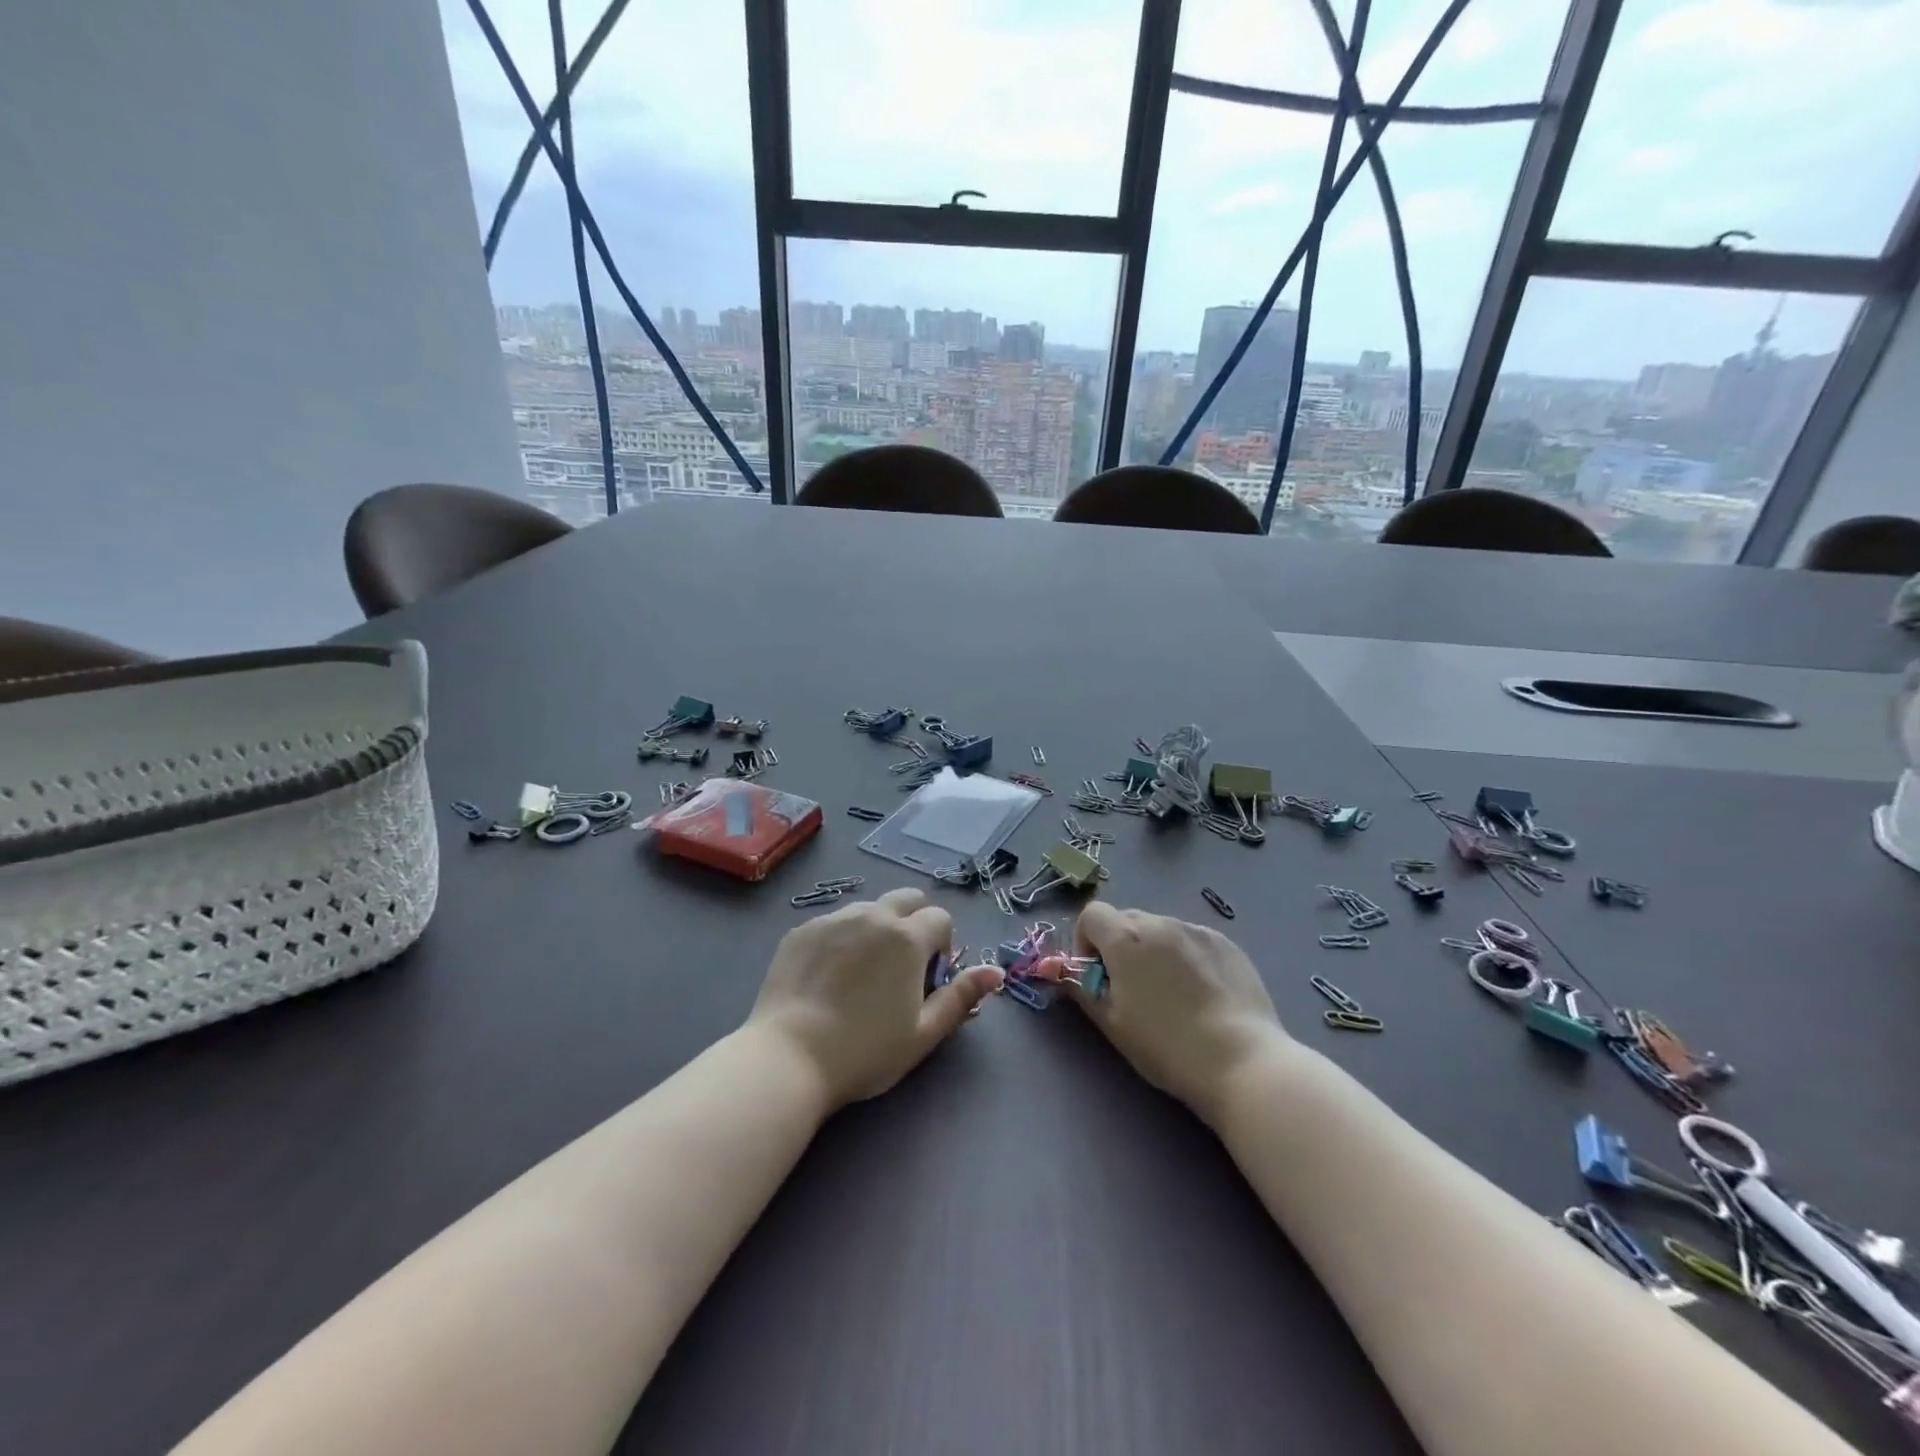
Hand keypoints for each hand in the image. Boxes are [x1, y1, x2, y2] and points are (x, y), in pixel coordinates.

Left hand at [749, 887, 1002, 1109]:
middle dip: (914, 922)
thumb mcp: (923, 1033)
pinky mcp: (801, 930)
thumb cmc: (865, 1051)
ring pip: (868, 909)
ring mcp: (832, 919)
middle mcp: (871, 916)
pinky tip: (828, 977)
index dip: (943, 946)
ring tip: (862, 973)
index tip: (929, 978)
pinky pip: (833, 922)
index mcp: (907, 938)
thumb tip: (996, 972)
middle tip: (902, 967)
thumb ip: (961, 997)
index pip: (940, 918)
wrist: (788, 1058)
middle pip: (906, 898)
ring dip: (877, 929)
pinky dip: (842, 939)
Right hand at [1063, 901, 1289, 1125]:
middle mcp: (1160, 922)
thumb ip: (1082, 988)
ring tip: (1171, 994)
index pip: (1091, 914)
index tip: (1098, 975)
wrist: (1241, 1060)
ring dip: (1154, 950)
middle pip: (1126, 919)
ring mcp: (1197, 930)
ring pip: (1161, 930)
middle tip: (1131, 988)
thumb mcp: (1111, 1022)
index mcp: (1125, 938)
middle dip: (1119, 946)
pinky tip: (1202, 995)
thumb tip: (1065, 970)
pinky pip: (1192, 940)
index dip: (1086, 941)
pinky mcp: (1227, 944)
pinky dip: (1186, 957)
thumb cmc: (1165, 1046)